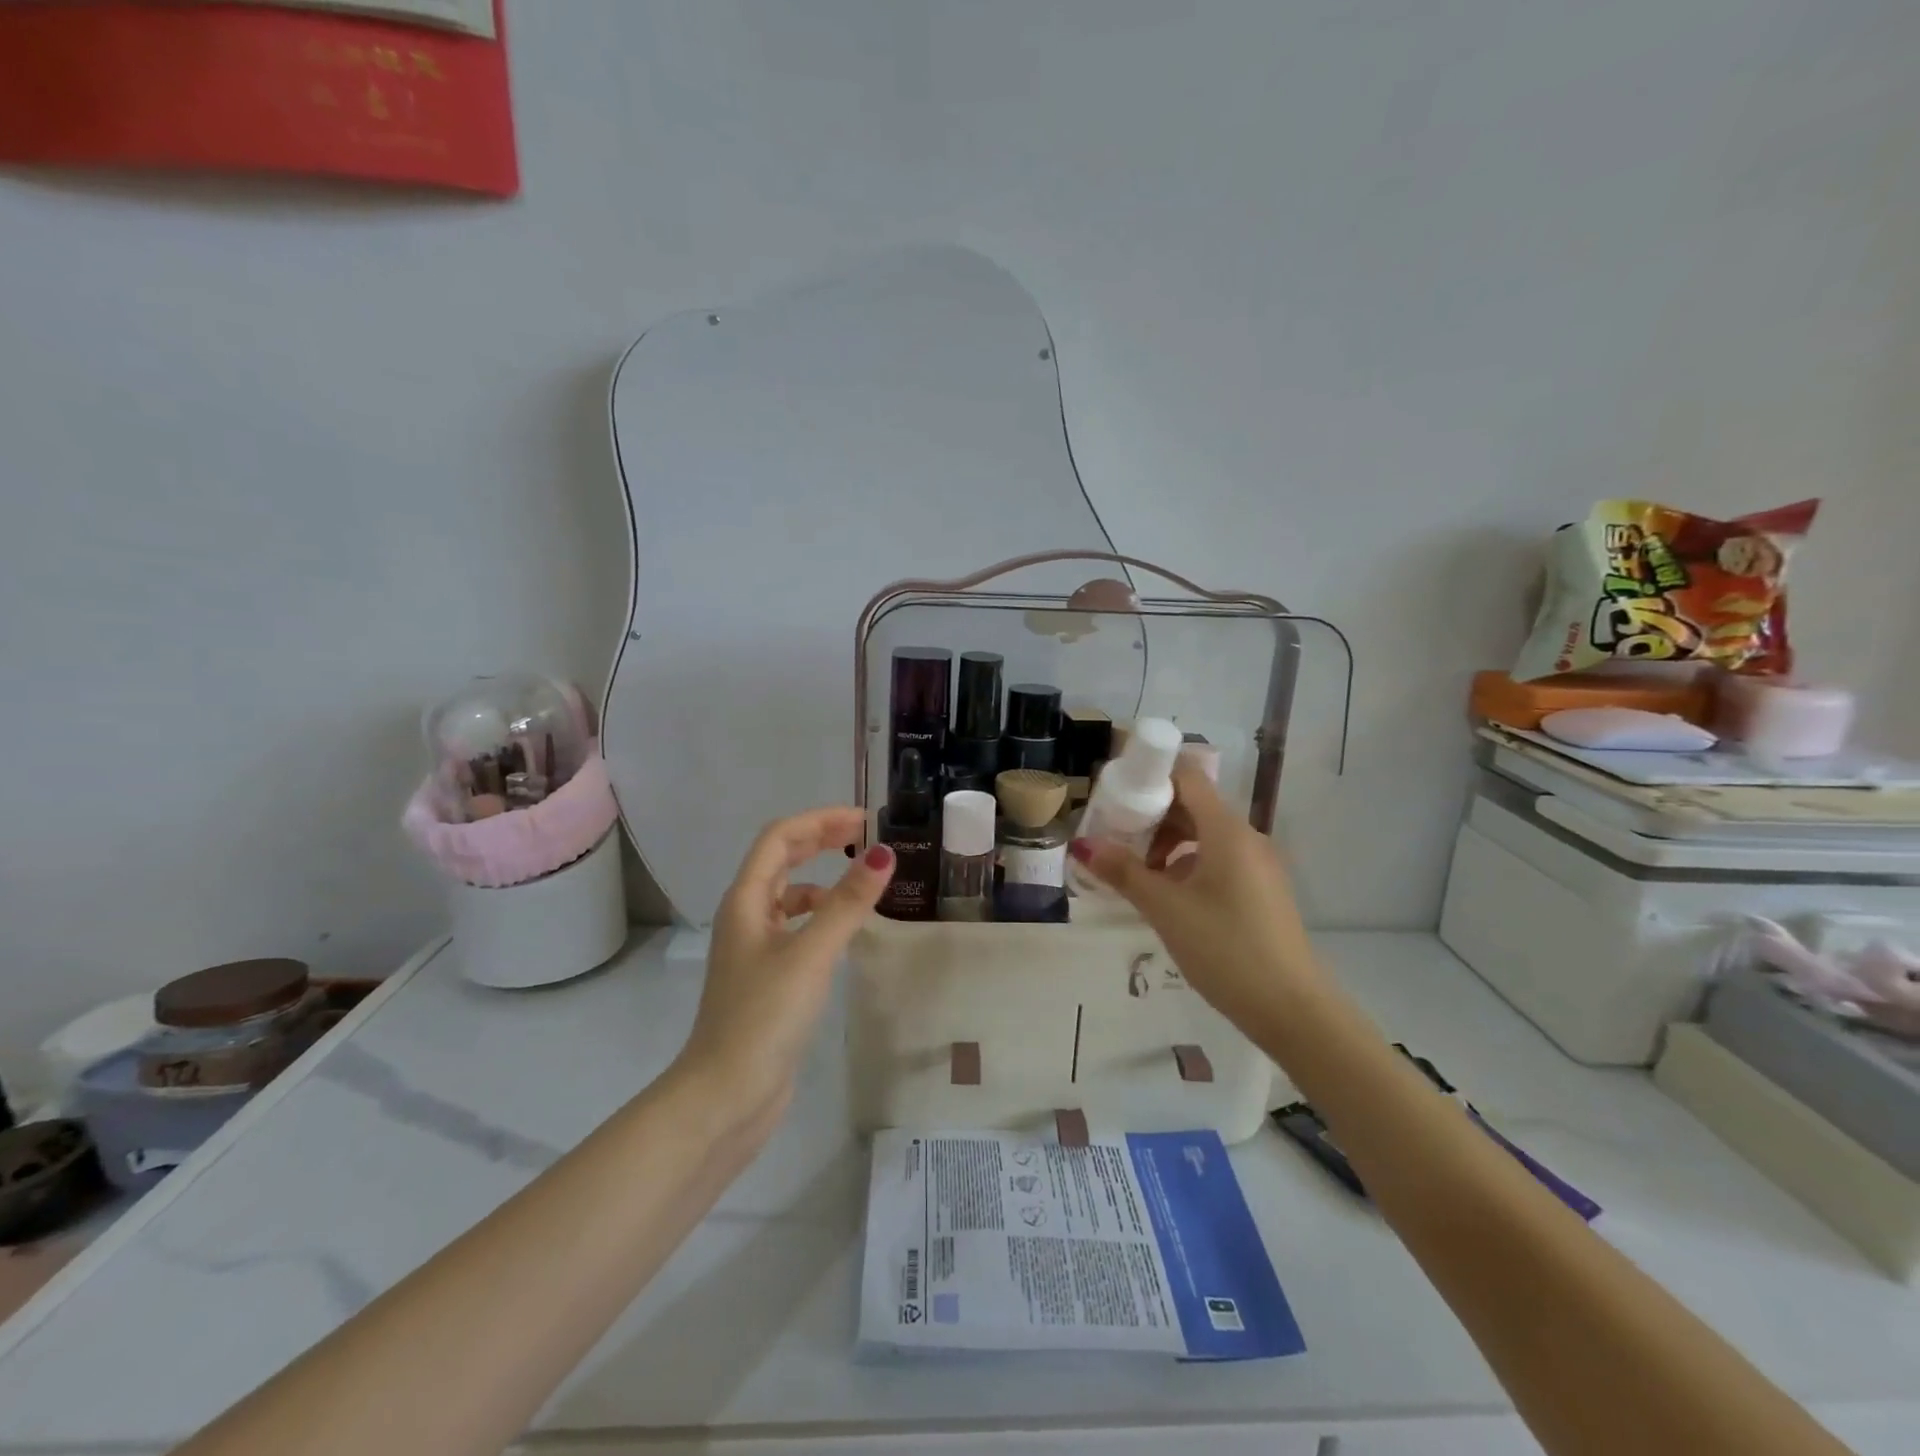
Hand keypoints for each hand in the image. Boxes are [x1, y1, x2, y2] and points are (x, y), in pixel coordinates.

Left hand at [677, 808, 893, 1131]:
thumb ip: (848, 903)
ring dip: (822, 879)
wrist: (725, 1096)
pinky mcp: (767, 978)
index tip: (864, 821)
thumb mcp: (811, 953)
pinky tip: (844, 932)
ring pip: (789, 896)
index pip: (780, 838)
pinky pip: (796, 928)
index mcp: (746, 901)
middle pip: (781, 860)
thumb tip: (883, 853)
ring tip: (861, 883)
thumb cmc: (764, 1016)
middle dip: (820, 841)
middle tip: (864, 836)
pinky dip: (821, 917)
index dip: (819, 821)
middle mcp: (746, 917)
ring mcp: (754, 949)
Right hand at [1070, 765, 1321, 1027]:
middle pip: (1193, 806)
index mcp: (1227, 830)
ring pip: (1204, 836)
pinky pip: (1218, 860)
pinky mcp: (1261, 890)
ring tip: (1135, 873)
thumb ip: (1123, 872)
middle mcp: (1246, 838)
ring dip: (1167, 844)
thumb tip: (1082, 845)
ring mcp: (1258, 865)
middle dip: (1151, 816)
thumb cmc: (1225, 948)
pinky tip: (1166, 897)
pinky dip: (1187, 865)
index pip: (1187, 777)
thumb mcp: (1166, 909)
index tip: (1114, 792)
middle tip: (1113, 836)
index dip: (1150, 775)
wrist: (1292, 1009)